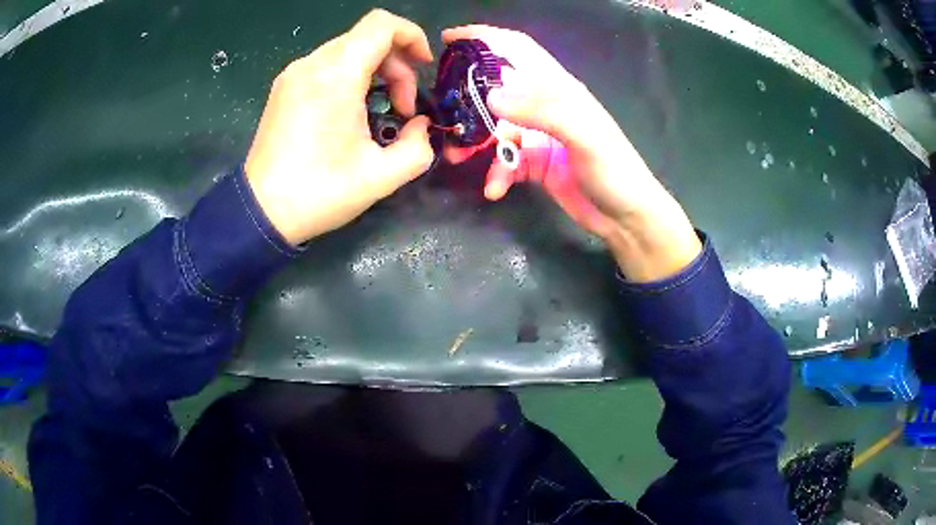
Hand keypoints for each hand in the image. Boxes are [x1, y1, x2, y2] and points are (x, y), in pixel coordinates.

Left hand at [245, 10, 435, 245]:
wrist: (260, 213)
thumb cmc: (319, 192)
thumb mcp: (381, 177)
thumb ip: (418, 147)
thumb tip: (421, 126)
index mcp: (337, 75)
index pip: (382, 24)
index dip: (412, 36)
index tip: (423, 68)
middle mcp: (312, 64)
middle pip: (367, 38)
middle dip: (397, 66)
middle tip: (402, 109)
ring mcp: (293, 74)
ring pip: (347, 50)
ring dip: (374, 73)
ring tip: (377, 113)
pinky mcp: (283, 88)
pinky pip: (326, 66)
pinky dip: (350, 77)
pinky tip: (350, 112)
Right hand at [442, 25, 700, 281]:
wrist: (626, 217)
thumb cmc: (614, 170)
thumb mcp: (584, 135)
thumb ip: (541, 111)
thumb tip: (491, 95)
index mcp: (560, 88)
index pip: (518, 49)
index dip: (486, 38)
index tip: (450, 37)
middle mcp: (545, 106)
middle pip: (498, 89)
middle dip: (469, 98)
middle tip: (443, 110)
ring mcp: (539, 135)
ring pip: (495, 129)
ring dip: (476, 143)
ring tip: (457, 157)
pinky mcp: (535, 163)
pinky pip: (506, 162)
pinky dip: (497, 173)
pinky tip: (495, 189)